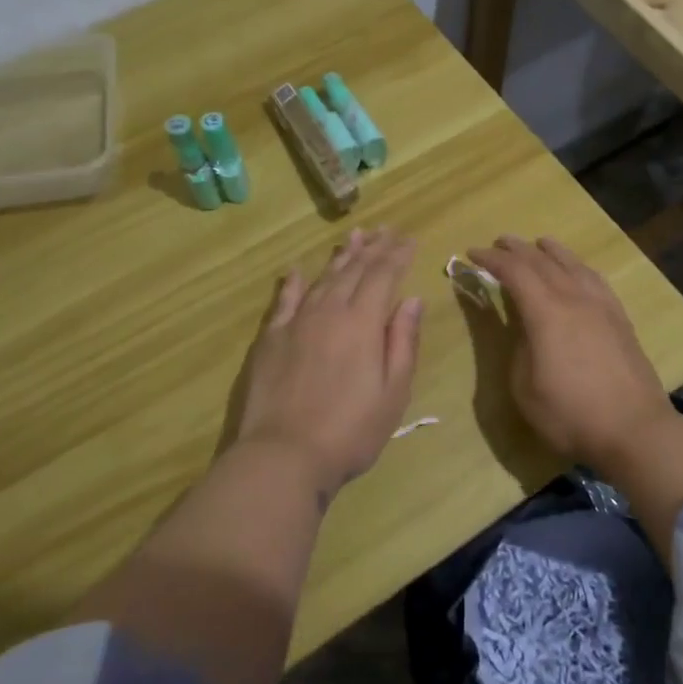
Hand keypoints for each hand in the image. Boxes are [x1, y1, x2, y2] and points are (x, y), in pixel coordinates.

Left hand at [233, 228, 422, 500]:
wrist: (283, 455)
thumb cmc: (350, 431)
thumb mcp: (393, 392)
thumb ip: (402, 342)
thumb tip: (412, 299)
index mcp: (363, 323)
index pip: (384, 276)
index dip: (398, 256)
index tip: (409, 239)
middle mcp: (329, 311)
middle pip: (354, 270)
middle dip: (373, 248)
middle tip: (385, 229)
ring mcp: (296, 322)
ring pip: (322, 278)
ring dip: (340, 256)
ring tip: (353, 237)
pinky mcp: (270, 338)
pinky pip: (283, 300)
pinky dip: (291, 282)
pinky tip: (295, 269)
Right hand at [466, 236, 672, 469]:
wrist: (635, 430)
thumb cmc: (570, 414)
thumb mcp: (525, 387)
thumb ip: (519, 348)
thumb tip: (525, 328)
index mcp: (546, 312)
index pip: (514, 272)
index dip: (491, 259)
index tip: (472, 253)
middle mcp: (574, 298)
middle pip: (542, 261)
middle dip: (517, 249)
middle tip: (499, 242)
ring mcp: (601, 306)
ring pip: (573, 265)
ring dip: (551, 251)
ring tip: (539, 243)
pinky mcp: (620, 319)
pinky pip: (595, 279)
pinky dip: (579, 267)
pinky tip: (577, 271)